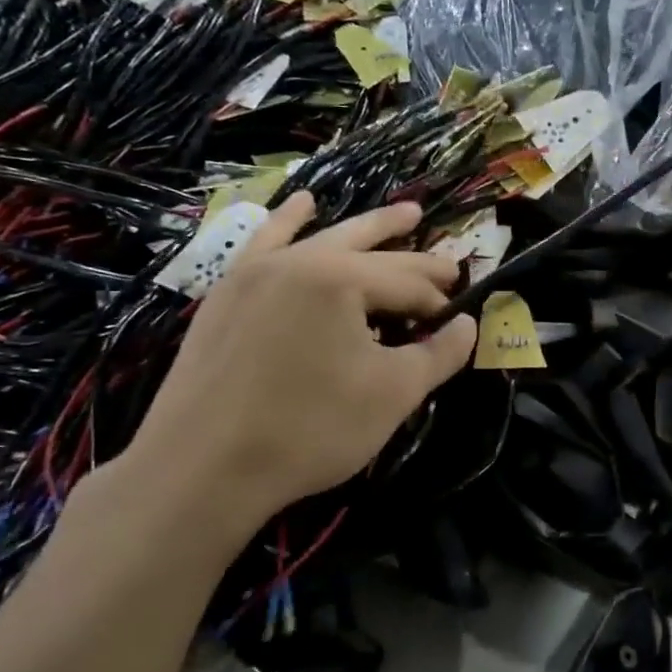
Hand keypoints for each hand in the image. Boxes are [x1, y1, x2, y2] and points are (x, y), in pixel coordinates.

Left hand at [121, 195, 477, 545]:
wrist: (202, 468)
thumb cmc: (310, 429)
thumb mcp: (392, 394)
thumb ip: (438, 354)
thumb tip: (468, 326)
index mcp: (340, 280)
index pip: (407, 284)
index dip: (439, 304)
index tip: (458, 323)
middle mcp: (297, 261)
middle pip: (371, 250)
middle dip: (416, 256)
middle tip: (450, 262)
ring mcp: (255, 272)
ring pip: (322, 238)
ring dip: (367, 228)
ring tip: (404, 212)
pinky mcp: (226, 294)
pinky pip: (265, 244)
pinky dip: (288, 222)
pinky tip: (301, 204)